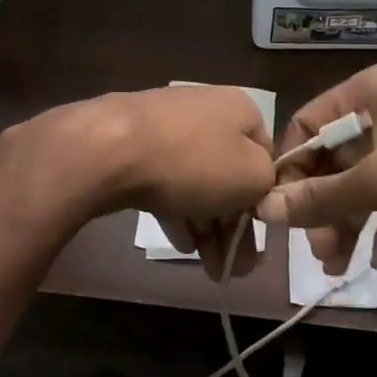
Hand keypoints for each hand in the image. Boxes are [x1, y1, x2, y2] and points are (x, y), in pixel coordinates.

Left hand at [9, 85, 277, 277]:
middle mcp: (207, 110)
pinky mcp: (134, 145)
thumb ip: (267, 186)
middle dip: (234, 226)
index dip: (265, 201)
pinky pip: (165, 182)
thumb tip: (257, 190)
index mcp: (241, 109)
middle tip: (234, 267)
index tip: (261, 240)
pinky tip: (180, 244)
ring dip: (207, 227)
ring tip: (210, 268)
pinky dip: (177, 212)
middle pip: (230, 175)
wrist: (109, 150)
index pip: (266, 158)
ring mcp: (166, 126)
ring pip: (197, 182)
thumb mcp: (252, 177)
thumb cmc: (193, 162)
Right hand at [257, 61, 376, 274]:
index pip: (308, 125)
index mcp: (369, 91)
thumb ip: (323, 198)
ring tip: (340, 267)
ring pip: (368, 182)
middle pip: (337, 159)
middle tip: (318, 252)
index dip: (290, 170)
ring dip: (352, 222)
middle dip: (324, 207)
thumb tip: (265, 210)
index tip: (280, 214)